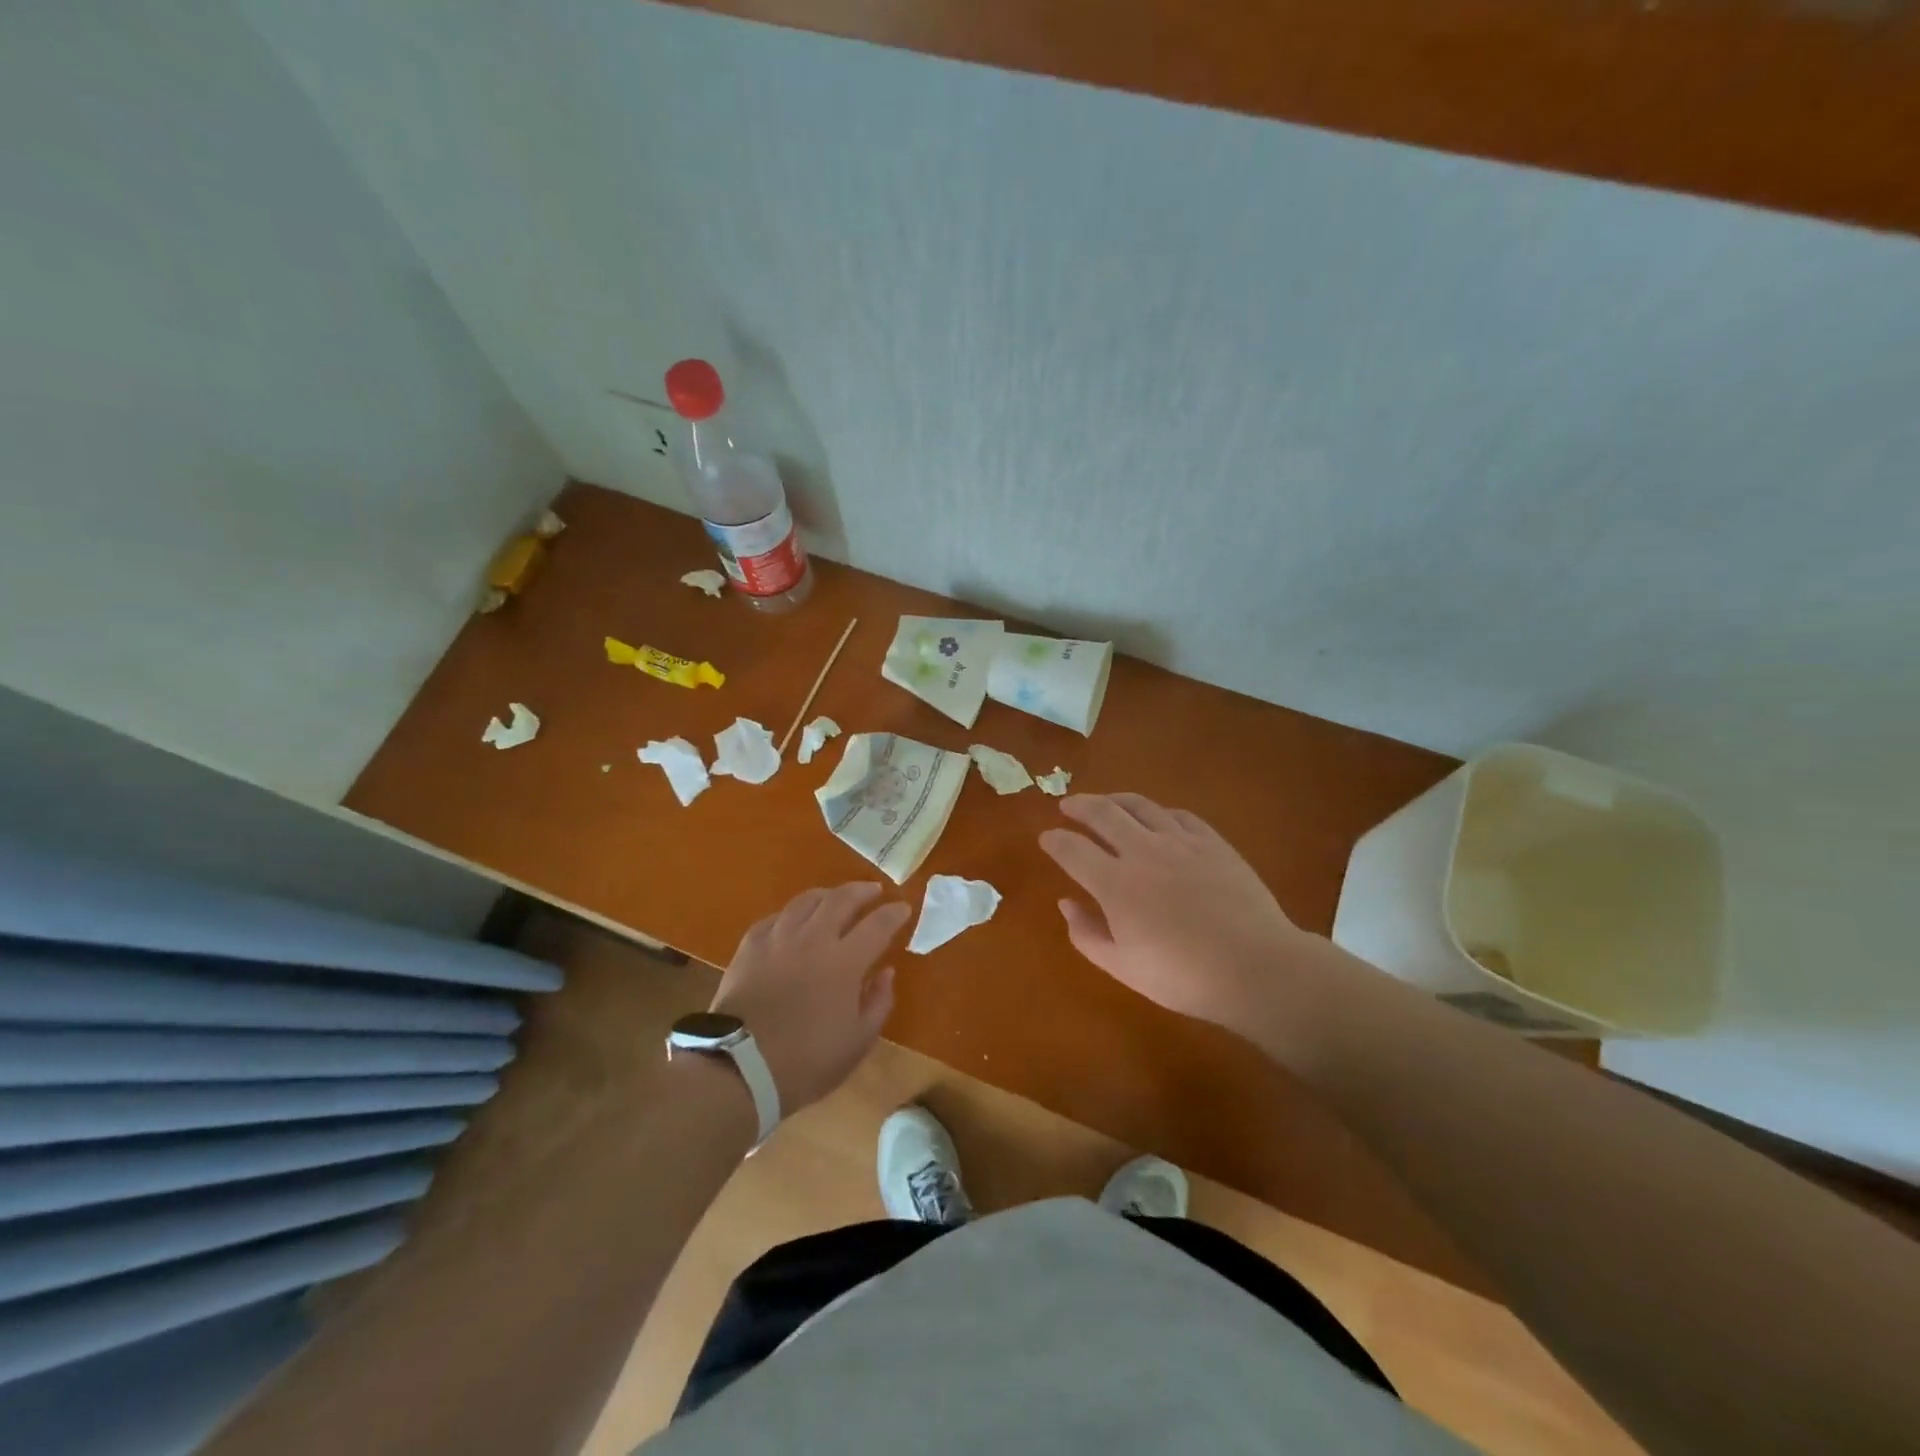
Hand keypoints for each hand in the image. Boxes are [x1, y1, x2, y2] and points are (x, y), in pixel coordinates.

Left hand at [710, 882, 910, 1112]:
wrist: (740, 1069)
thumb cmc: (807, 1061)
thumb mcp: (857, 1042)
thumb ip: (878, 1002)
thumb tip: (886, 972)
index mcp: (844, 961)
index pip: (878, 924)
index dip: (894, 913)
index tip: (903, 908)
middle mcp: (813, 939)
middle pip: (841, 899)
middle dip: (862, 891)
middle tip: (873, 891)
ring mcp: (778, 939)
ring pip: (806, 901)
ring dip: (827, 894)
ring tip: (835, 898)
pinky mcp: (749, 947)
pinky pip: (775, 918)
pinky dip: (791, 914)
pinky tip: (793, 920)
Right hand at [1039, 793, 1320, 1032]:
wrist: (1255, 967)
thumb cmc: (1183, 977)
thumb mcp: (1123, 967)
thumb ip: (1087, 934)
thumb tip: (1066, 903)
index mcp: (1115, 884)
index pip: (1072, 849)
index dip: (1054, 840)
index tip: (1046, 838)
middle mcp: (1142, 851)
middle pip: (1102, 813)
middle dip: (1078, 806)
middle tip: (1067, 805)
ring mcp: (1180, 842)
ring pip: (1140, 806)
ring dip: (1115, 799)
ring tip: (1105, 801)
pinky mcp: (1212, 842)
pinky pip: (1178, 815)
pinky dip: (1158, 811)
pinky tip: (1156, 817)